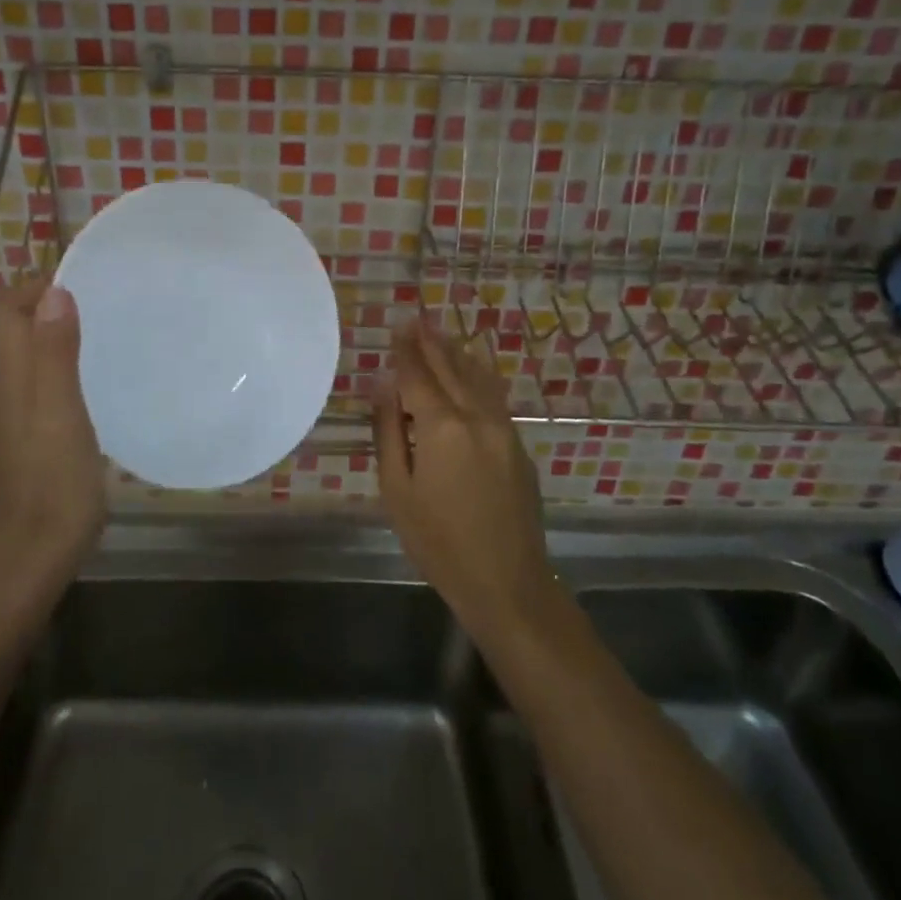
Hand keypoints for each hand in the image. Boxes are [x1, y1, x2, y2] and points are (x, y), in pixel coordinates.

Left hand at [0, 278, 106, 594]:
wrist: (30, 563)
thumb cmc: (52, 486)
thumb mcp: (61, 414)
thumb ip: (56, 354)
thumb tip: (53, 290)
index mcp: (12, 380)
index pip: (5, 310)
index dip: (32, 284)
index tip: (79, 277)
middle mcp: (7, 393)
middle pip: (15, 332)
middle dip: (48, 304)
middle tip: (101, 300)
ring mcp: (17, 422)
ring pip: (30, 360)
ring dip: (57, 336)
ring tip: (105, 333)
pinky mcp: (31, 445)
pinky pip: (43, 388)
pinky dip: (64, 370)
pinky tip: (97, 386)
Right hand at [373, 316, 556, 635]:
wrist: (506, 582)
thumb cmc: (438, 542)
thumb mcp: (397, 490)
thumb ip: (389, 431)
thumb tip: (383, 385)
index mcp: (442, 427)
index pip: (417, 375)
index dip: (405, 350)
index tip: (396, 325)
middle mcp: (476, 417)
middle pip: (450, 368)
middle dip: (431, 342)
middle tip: (416, 317)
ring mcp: (503, 429)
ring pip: (477, 378)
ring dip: (456, 353)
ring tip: (440, 332)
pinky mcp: (518, 445)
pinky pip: (493, 396)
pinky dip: (478, 375)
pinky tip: (472, 369)